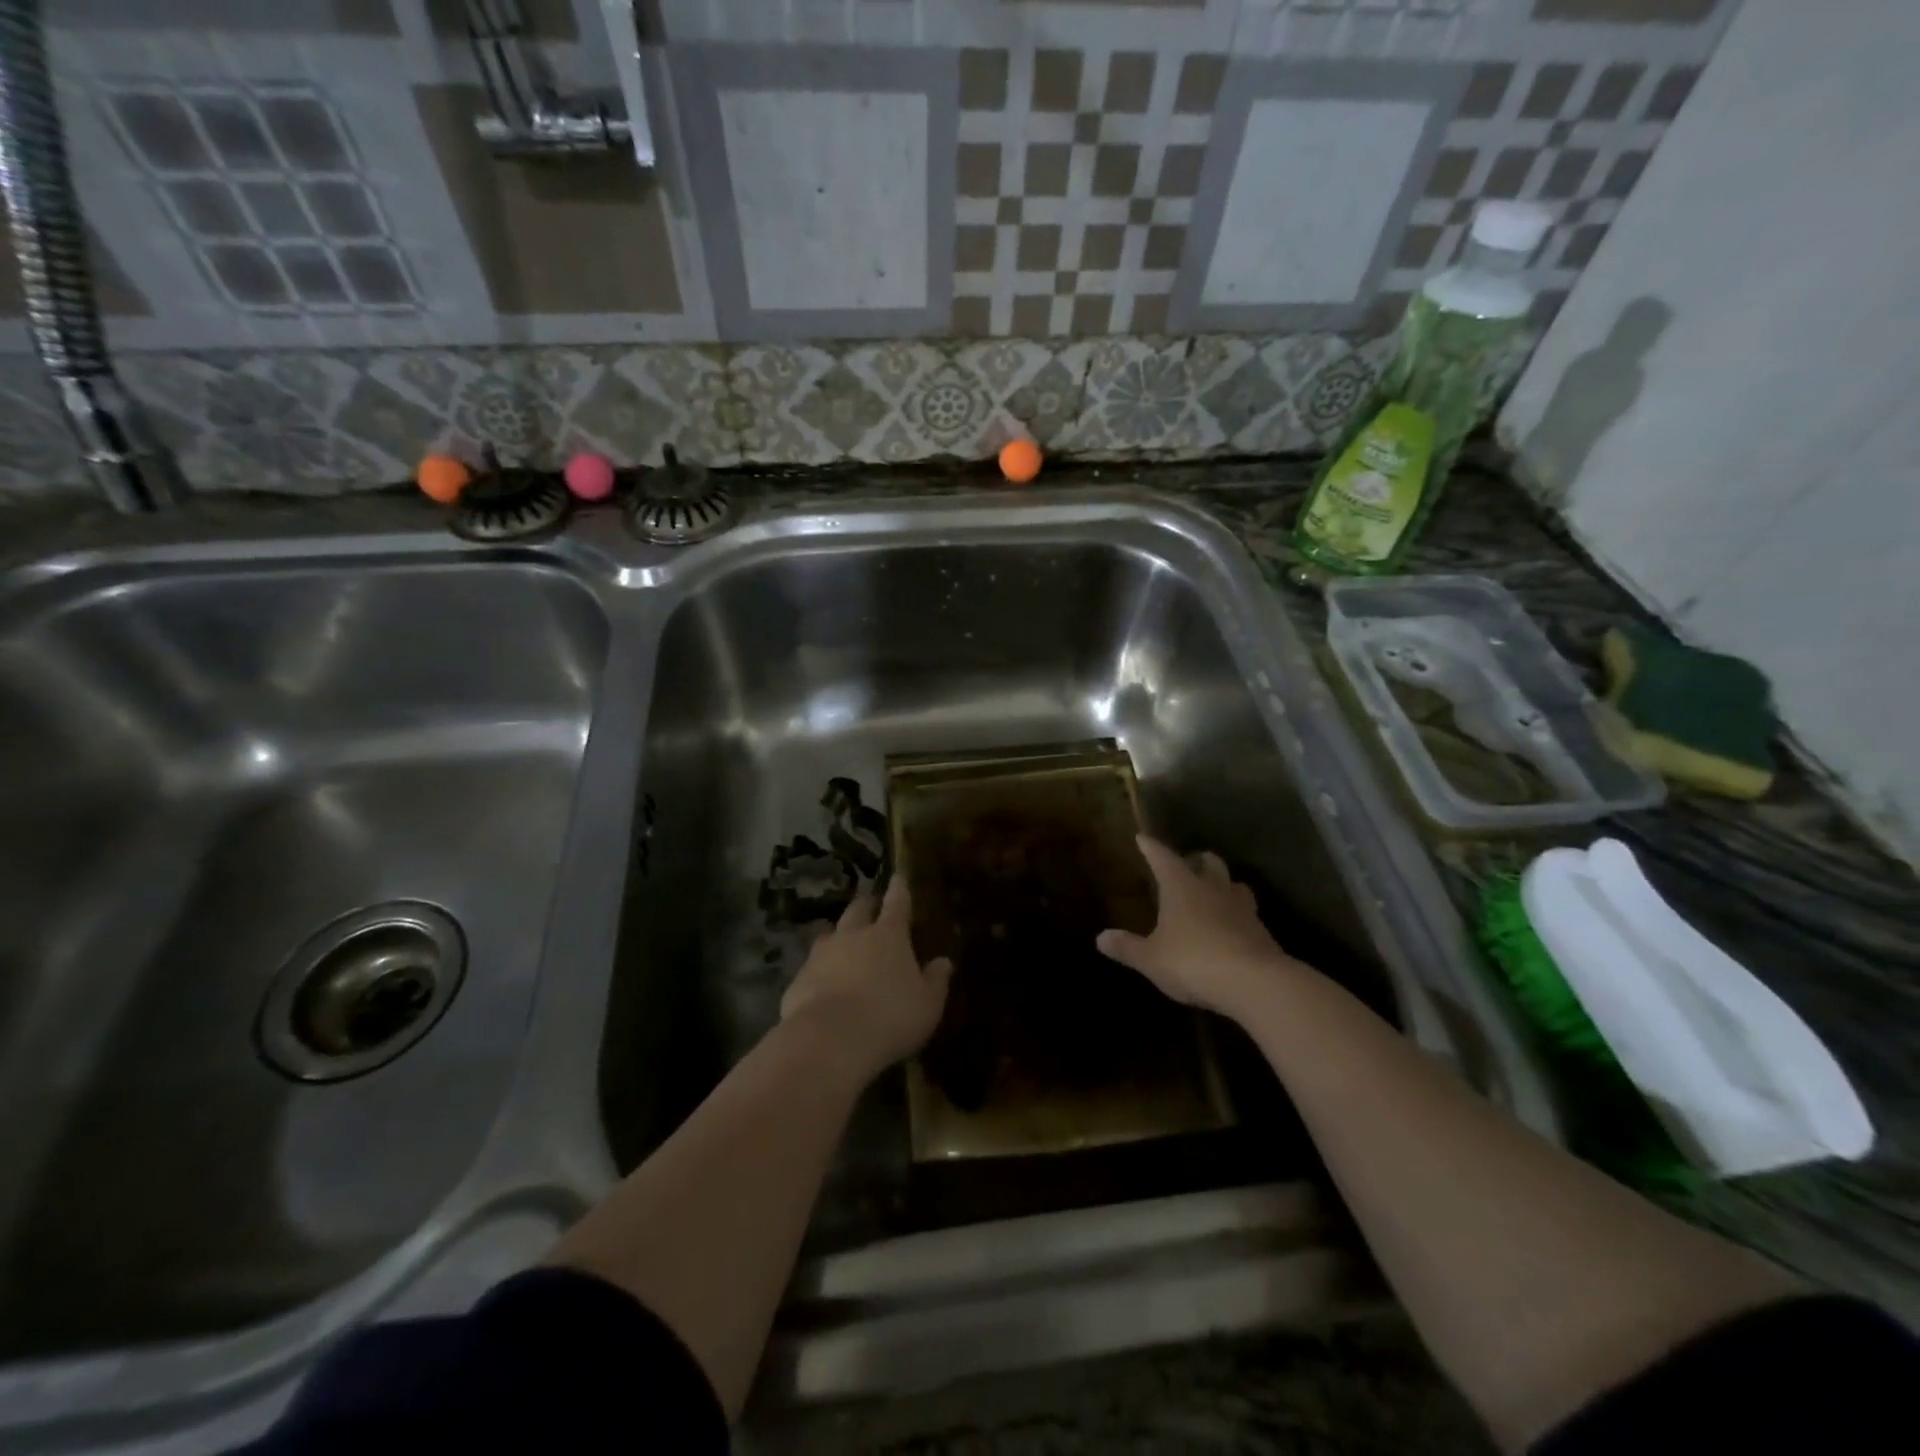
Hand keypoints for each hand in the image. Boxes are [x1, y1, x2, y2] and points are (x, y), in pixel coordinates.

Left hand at [780, 879, 952, 1080]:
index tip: (898, 877)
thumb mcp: (927, 1005)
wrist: (829, 1041)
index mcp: (888, 935)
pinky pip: (812, 967)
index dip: (899, 889)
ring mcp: (821, 954)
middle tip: (872, 908)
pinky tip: (824, 987)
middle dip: (866, 906)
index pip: (897, 903)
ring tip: (845, 947)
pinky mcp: (798, 979)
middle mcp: (853, 935)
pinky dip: (821, 971)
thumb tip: (943, 962)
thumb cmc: (890, 1018)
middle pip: (858, 909)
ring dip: (839, 937)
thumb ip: (936, 981)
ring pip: (831, 934)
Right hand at [1097, 836, 1304, 1021]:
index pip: (1163, 857)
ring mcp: (1241, 908)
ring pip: (1234, 884)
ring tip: (1214, 892)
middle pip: (1208, 862)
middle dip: (1197, 859)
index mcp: (1181, 887)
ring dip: (1223, 884)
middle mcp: (1213, 889)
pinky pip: (1247, 913)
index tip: (1143, 838)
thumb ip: (1127, 947)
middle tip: (1187, 863)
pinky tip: (1231, 926)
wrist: (1254, 983)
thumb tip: (1100, 937)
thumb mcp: (1151, 959)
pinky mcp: (1261, 931)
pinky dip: (1237, 914)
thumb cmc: (1193, 961)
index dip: (1151, 847)